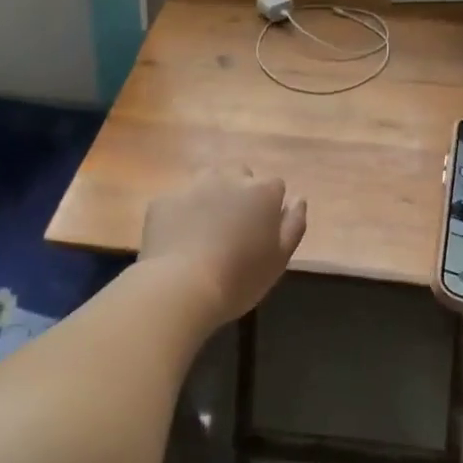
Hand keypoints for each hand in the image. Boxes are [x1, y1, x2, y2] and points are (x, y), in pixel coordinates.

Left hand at [139, 167, 306, 328]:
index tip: (263, 230)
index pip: (275, 185)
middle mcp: (228, 179)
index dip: (270, 206)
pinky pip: (178, 201)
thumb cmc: (239, 278)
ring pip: (207, 181)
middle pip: (240, 176)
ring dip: (210, 196)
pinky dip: (181, 214)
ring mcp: (192, 186)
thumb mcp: (279, 259)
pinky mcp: (163, 200)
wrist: (180, 287)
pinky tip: (178, 240)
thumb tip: (298, 199)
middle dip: (240, 194)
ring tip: (205, 229)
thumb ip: (293, 225)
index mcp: (262, 192)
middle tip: (234, 228)